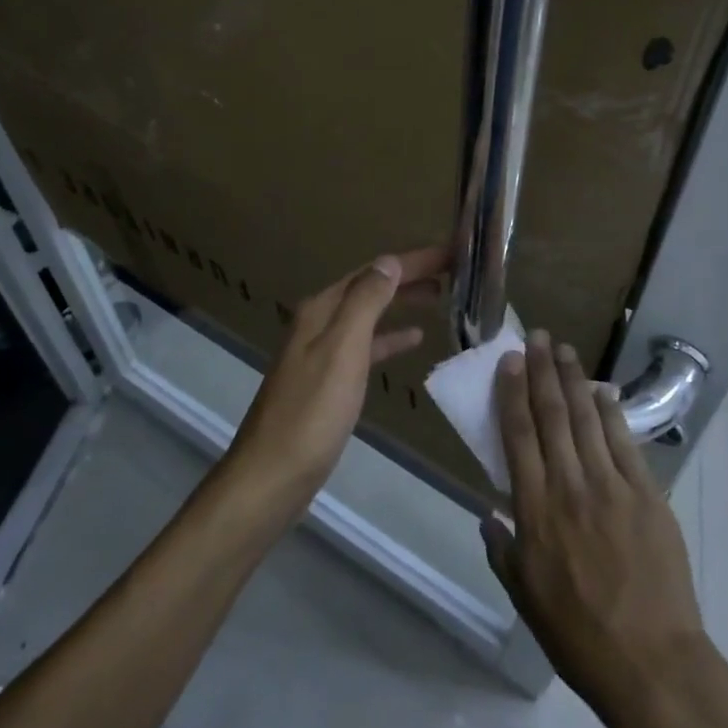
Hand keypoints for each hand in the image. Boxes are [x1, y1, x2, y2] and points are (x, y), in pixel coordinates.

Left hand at [224, 245, 449, 513]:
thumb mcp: (342, 350)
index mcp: (322, 309)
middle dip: (410, 275)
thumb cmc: (312, 412)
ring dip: (402, 301)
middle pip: (370, 287)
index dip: (413, 260)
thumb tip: (389, 261)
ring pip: (369, 314)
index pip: (374, 271)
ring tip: (441, 296)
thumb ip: (365, 302)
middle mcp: (319, 321)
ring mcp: (322, 351)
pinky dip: (390, 337)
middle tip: (454, 270)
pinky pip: (366, 346)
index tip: (453, 252)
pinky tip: (413, 339)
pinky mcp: (328, 380)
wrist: (273, 475)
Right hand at [482, 331, 707, 723]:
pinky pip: (624, 443)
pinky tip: (602, 391)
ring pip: (587, 419)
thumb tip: (488, 513)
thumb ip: (502, 549)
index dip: (511, 393)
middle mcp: (570, 486)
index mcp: (535, 510)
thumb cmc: (578, 635)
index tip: (508, 361)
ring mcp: (612, 487)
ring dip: (573, 380)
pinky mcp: (647, 495)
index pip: (518, 435)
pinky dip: (611, 413)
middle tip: (536, 337)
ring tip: (563, 350)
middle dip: (541, 371)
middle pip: (552, 415)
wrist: (652, 663)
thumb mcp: (524, 597)